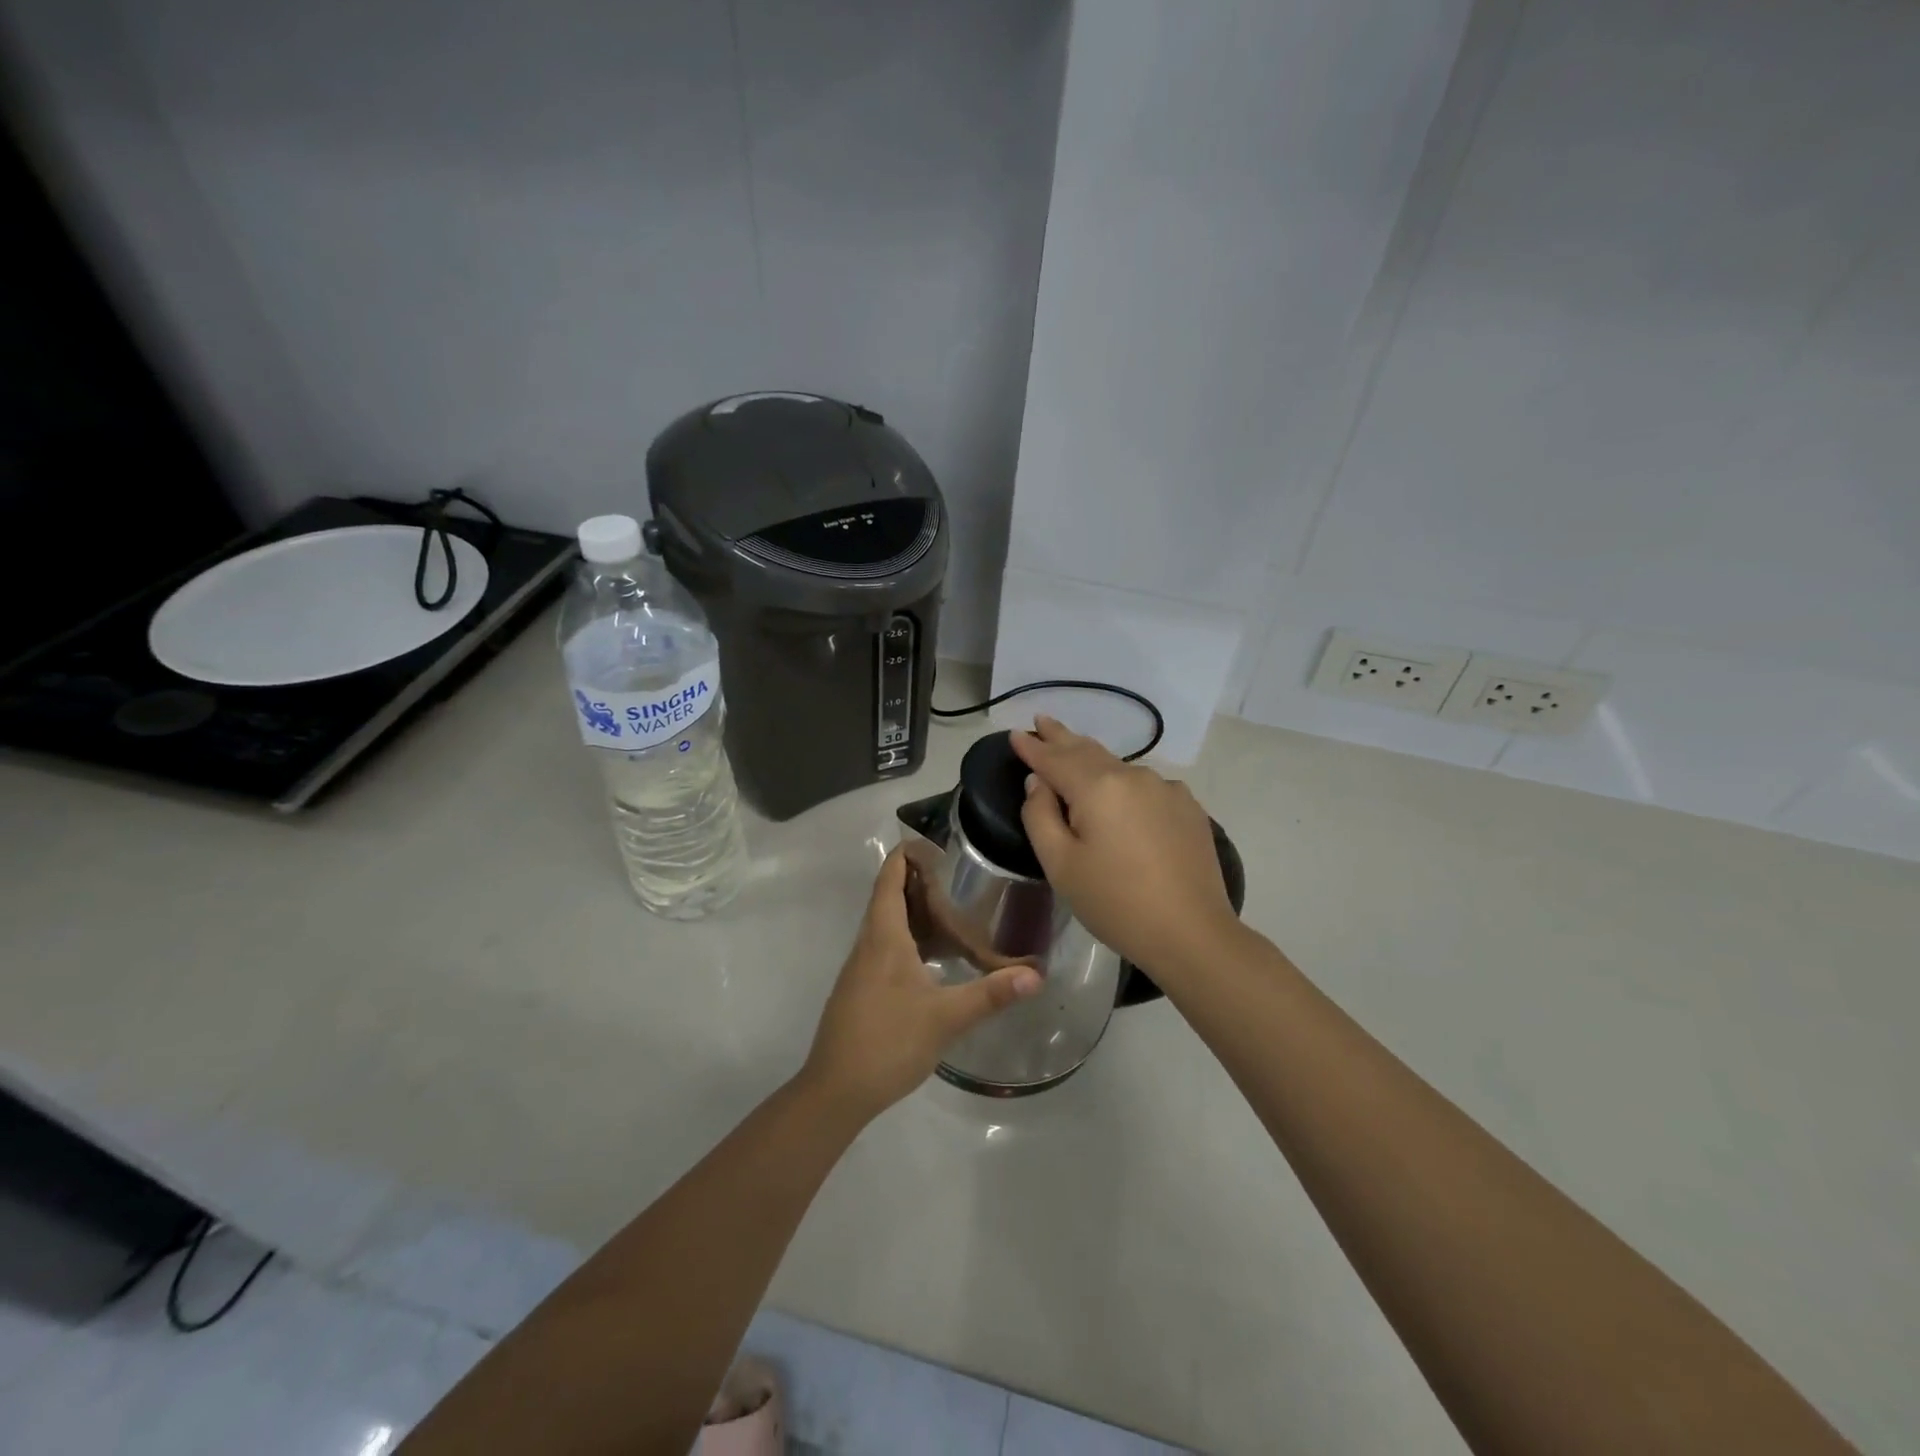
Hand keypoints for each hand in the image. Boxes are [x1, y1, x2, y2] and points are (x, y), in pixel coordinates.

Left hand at [800, 848, 1041, 1121]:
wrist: (835, 1091)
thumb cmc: (887, 1042)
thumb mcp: (945, 1018)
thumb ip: (991, 994)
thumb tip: (1037, 974)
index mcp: (883, 937)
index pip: (890, 879)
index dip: (907, 855)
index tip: (936, 843)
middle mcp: (869, 945)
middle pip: (890, 898)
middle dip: (921, 883)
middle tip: (961, 878)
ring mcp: (862, 969)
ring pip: (889, 926)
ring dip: (918, 914)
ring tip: (956, 913)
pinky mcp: (863, 990)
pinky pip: (888, 949)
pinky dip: (913, 941)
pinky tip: (937, 960)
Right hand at [1012, 716, 1239, 978]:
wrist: (1192, 934)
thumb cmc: (1115, 903)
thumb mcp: (1060, 864)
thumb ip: (1040, 815)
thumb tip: (1038, 783)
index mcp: (1098, 787)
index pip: (1055, 759)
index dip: (1033, 747)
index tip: (1016, 733)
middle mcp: (1134, 776)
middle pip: (1088, 751)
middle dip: (1062, 737)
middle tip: (1043, 721)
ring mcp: (1166, 789)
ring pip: (1119, 767)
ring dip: (1093, 759)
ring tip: (1074, 752)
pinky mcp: (1188, 808)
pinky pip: (1146, 786)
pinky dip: (1124, 784)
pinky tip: (1121, 795)